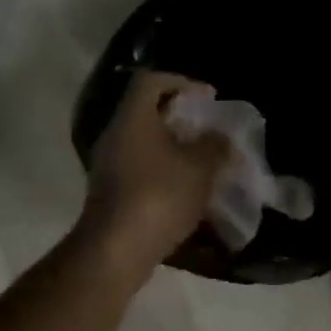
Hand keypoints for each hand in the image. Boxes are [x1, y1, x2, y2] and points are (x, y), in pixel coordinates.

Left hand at [78, 71, 231, 274]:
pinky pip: (140, 168)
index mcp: (133, 118)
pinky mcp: (111, 192)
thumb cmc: (159, 196)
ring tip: (204, 160)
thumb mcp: (201, 168)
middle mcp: (115, 135)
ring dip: (174, 147)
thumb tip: (221, 137)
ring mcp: (109, 165)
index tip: (207, 98)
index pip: (151, 80)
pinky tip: (187, 188)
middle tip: (209, 129)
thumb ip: (215, 146)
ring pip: (144, 142)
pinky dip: (164, 170)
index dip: (181, 81)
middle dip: (181, 118)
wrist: (116, 250)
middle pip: (147, 111)